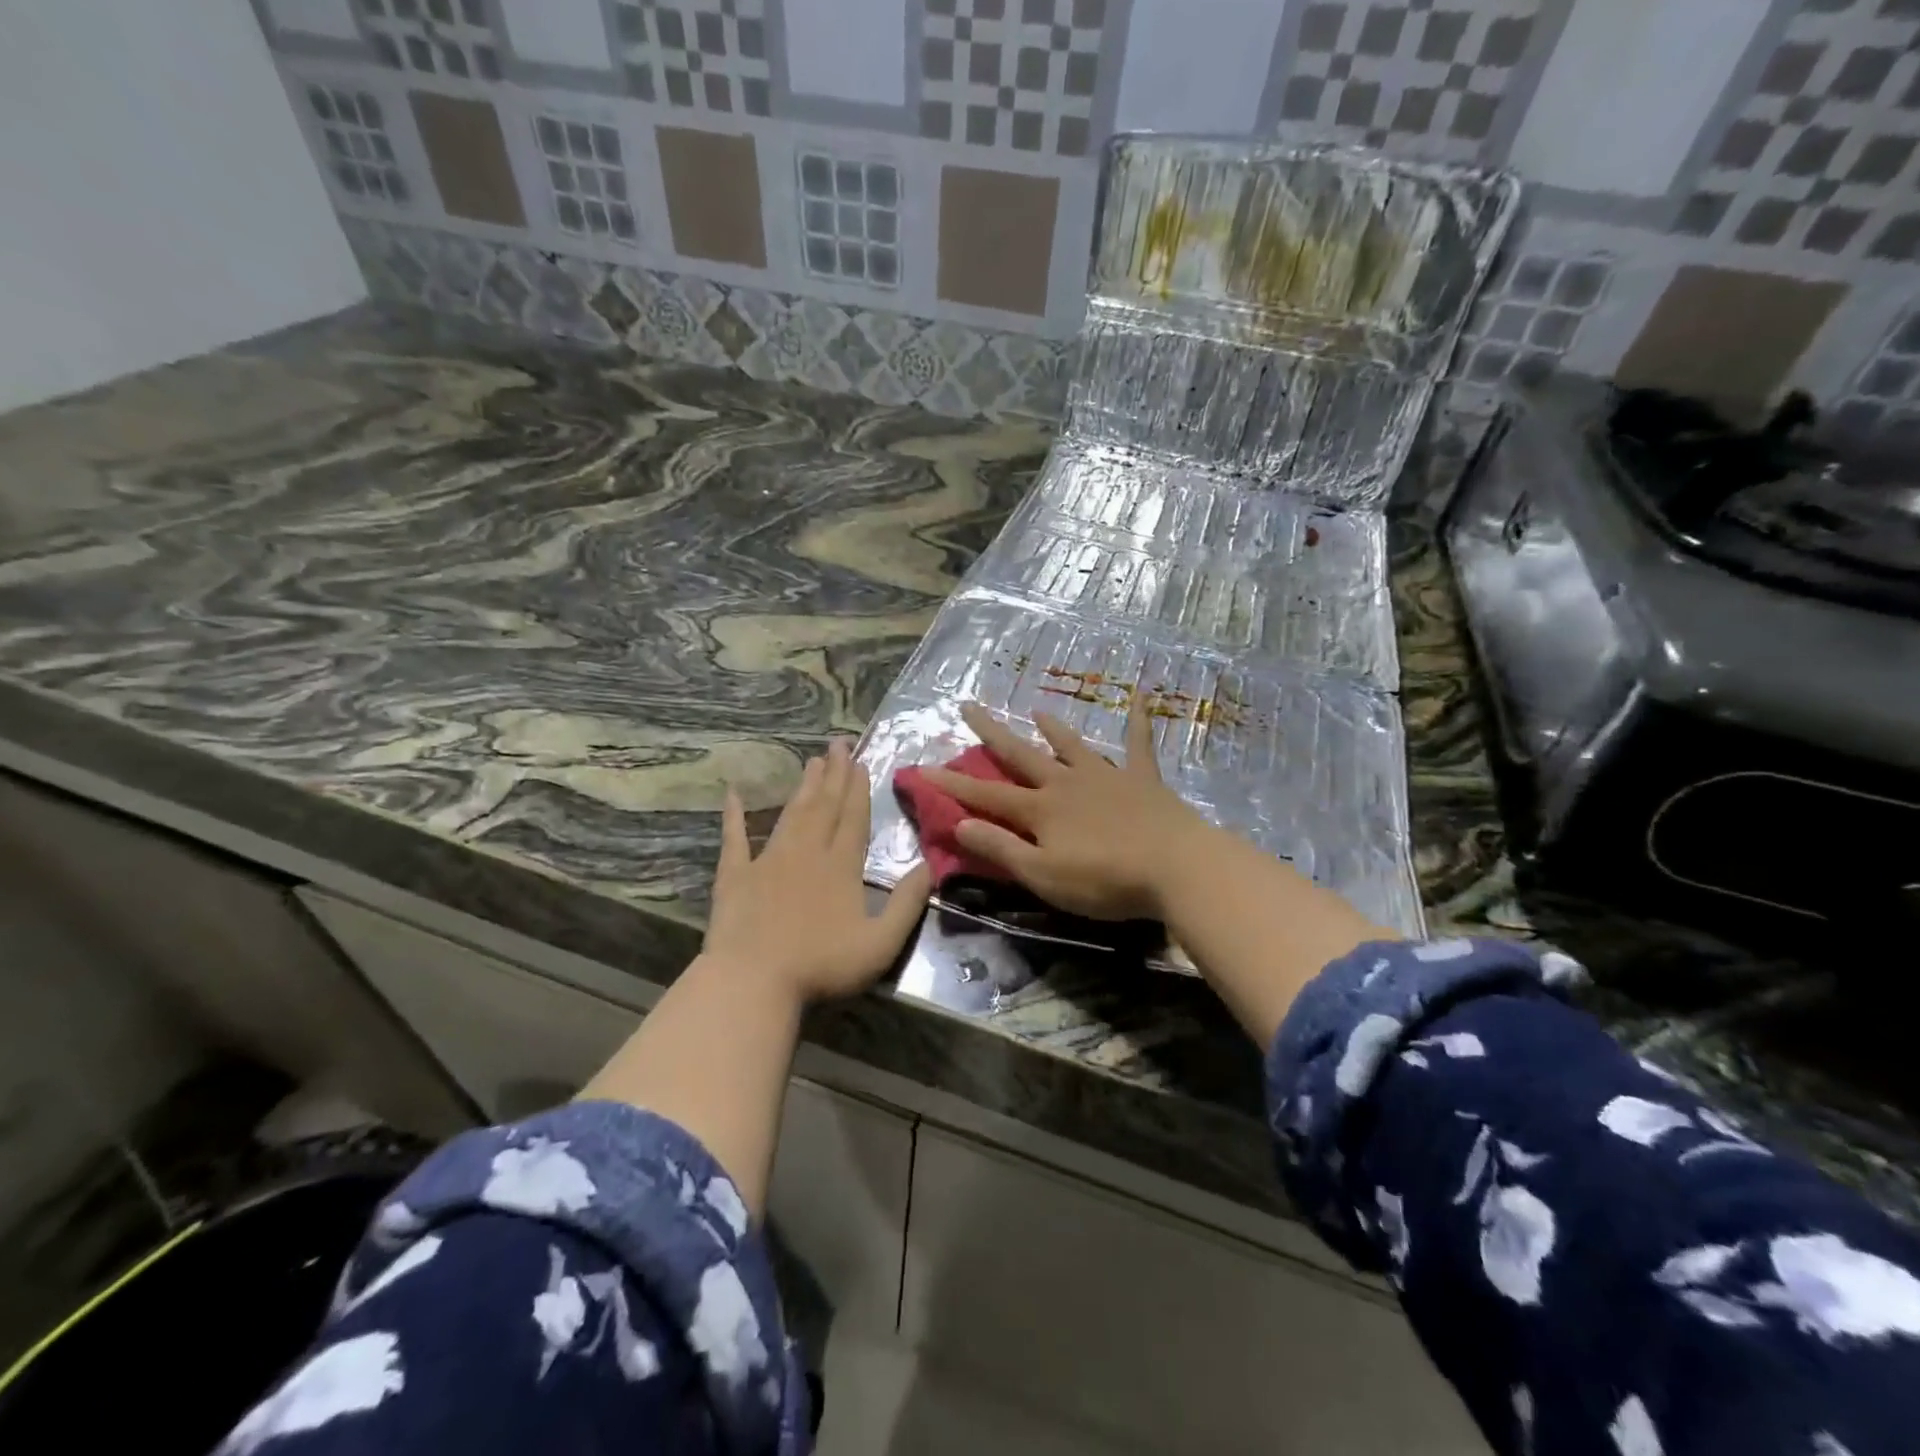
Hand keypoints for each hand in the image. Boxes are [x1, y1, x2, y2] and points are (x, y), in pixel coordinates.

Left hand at [703, 741, 929, 1001]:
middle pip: (824, 806)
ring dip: (802, 786)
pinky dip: (734, 815)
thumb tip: (928, 866)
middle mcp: (807, 852)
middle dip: (833, 774)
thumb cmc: (821, 965)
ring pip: (791, 814)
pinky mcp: (735, 875)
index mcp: (841, 866)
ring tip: (811, 760)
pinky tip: (733, 794)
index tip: (859, 761)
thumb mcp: (881, 943)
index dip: (858, 789)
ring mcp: (768, 861)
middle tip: (837, 743)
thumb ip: (907, 903)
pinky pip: (735, 838)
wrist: (753, 980)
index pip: (853, 818)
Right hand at [919, 698, 1213, 921]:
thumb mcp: (1042, 875)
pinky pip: (1139, 743)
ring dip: (1052, 728)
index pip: (986, 795)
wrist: (1176, 867)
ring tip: (1036, 710)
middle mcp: (1066, 784)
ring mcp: (1106, 776)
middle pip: (1021, 755)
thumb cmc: (1105, 881)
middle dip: (992, 733)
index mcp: (1040, 810)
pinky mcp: (1142, 780)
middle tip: (969, 707)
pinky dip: (1137, 719)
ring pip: (1071, 746)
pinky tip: (1141, 694)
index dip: (954, 784)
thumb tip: (959, 823)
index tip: (924, 767)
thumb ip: (1001, 848)